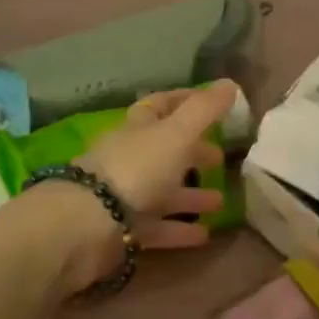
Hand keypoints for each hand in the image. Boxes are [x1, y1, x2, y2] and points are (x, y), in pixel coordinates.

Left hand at [52, 82, 235, 292]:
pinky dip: (180, 229)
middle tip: (221, 158)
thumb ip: (204, 110)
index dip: (187, 101)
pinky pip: (158, 227)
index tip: (215, 103)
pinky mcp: (124, 230)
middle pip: (165, 150)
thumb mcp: (177, 133)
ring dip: (191, 195)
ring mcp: (125, 195)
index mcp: (139, 128)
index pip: (162, 106)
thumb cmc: (136, 169)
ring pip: (163, 191)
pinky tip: (205, 235)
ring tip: (221, 201)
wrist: (88, 224)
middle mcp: (131, 158)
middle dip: (193, 152)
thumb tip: (230, 83)